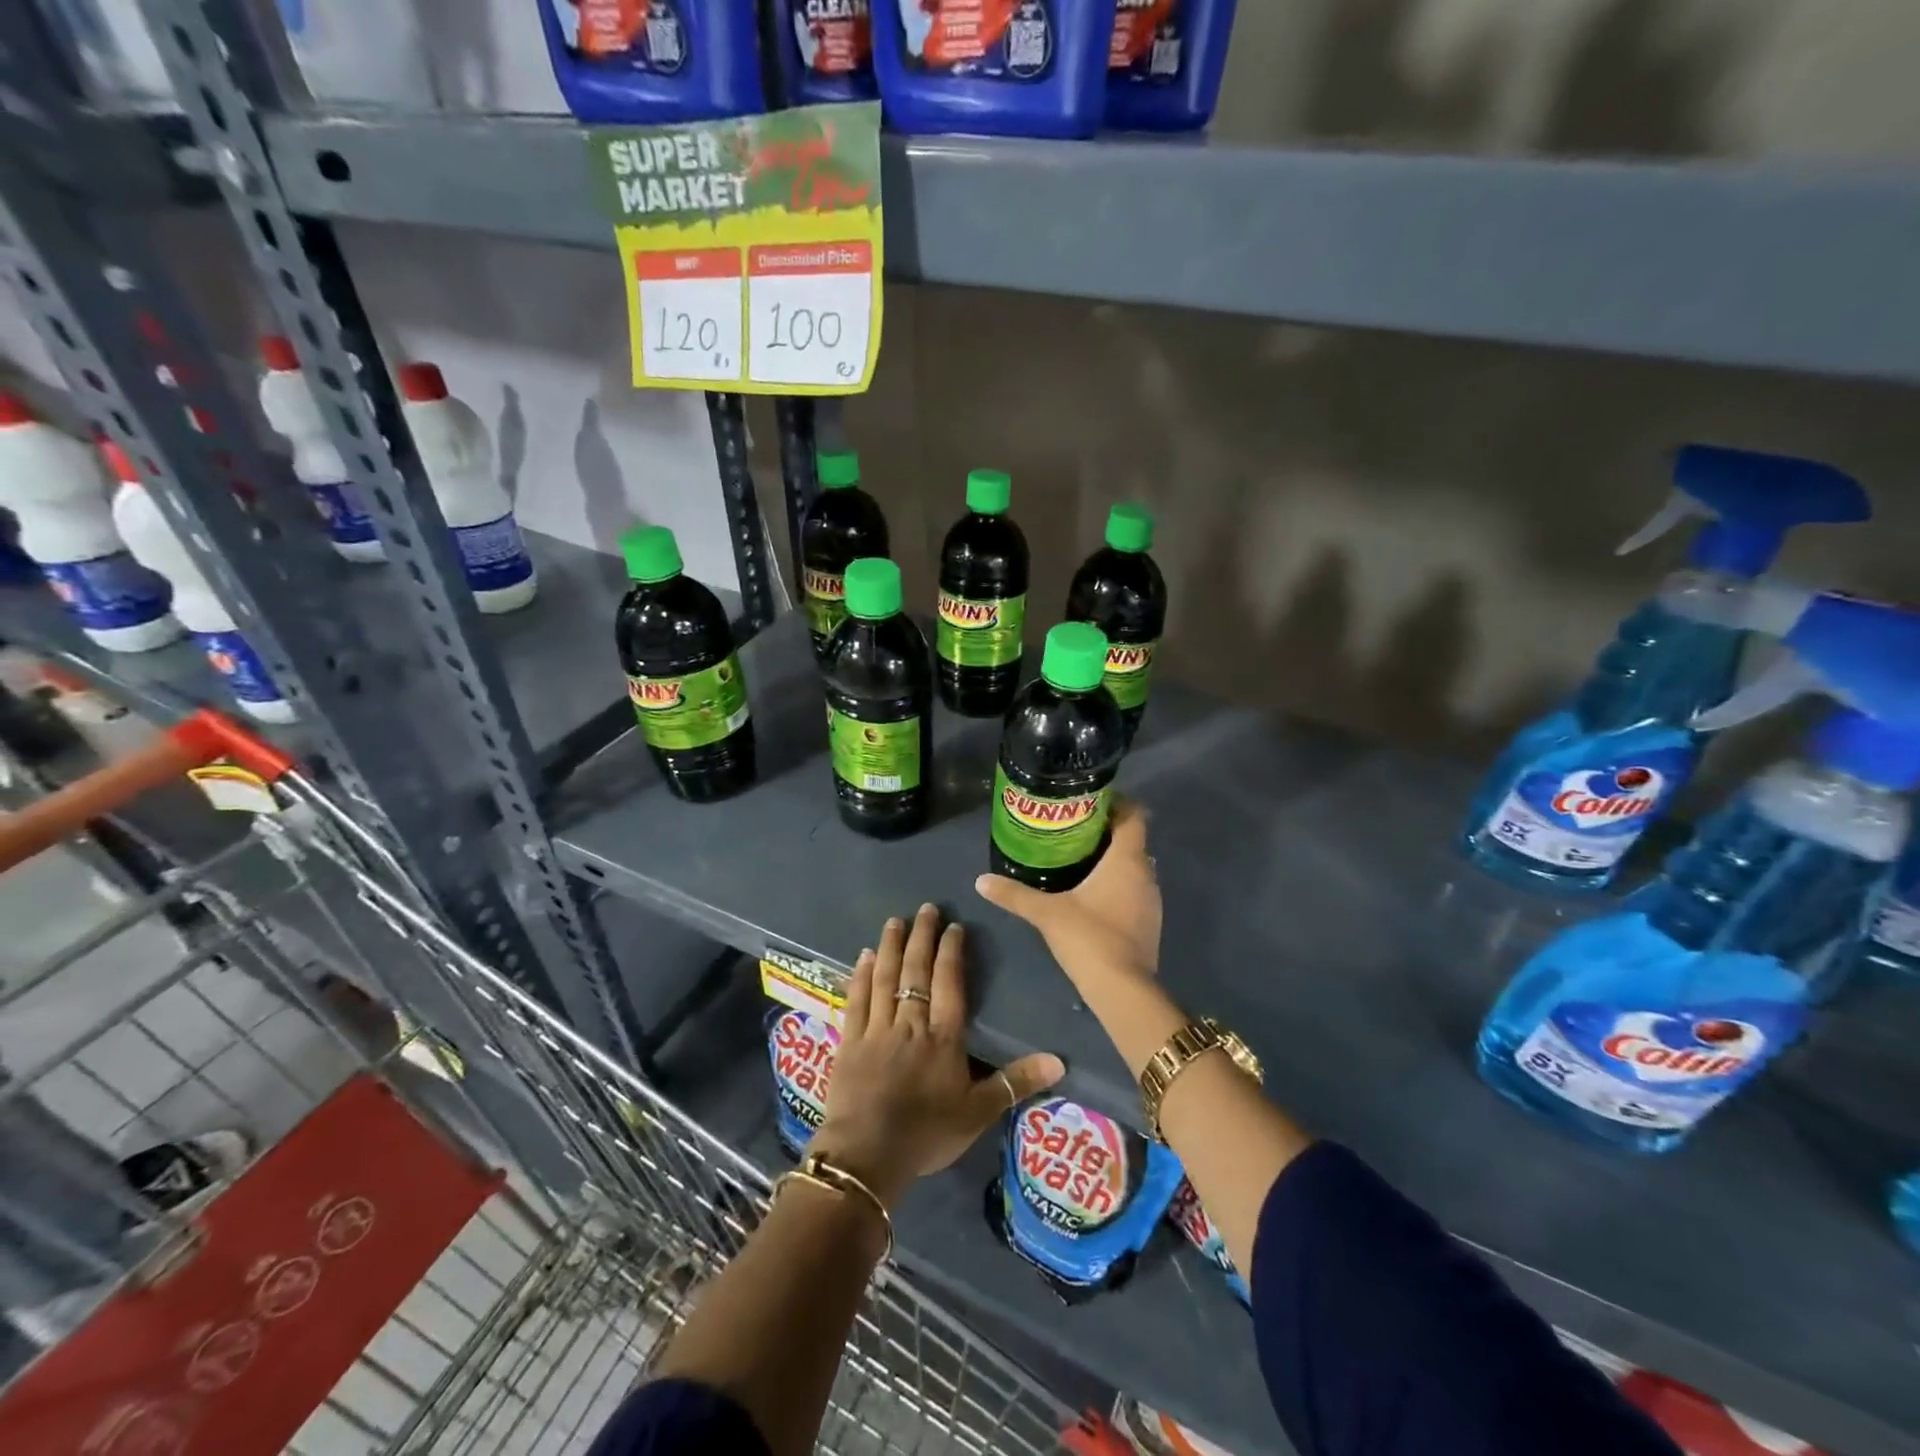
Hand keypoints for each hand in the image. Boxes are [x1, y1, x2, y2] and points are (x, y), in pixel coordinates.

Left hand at [811, 903, 1064, 1208]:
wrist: (867, 1156)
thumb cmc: (927, 1134)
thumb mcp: (979, 1113)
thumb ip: (1016, 1082)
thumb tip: (1060, 1060)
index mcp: (943, 1037)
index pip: (949, 983)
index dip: (951, 952)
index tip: (953, 926)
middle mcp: (910, 1023)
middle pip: (916, 972)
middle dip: (922, 937)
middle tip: (926, 907)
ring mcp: (876, 1030)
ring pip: (885, 978)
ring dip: (891, 947)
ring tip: (895, 921)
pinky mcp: (849, 1042)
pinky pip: (856, 1000)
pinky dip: (860, 976)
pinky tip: (863, 957)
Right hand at [974, 797, 1161, 988]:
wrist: (1123, 989)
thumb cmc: (1089, 938)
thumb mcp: (1046, 912)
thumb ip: (1014, 894)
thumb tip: (980, 880)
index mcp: (1127, 860)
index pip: (1134, 816)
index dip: (1117, 803)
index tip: (1090, 800)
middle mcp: (1146, 874)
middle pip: (1132, 840)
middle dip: (1106, 831)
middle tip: (1072, 829)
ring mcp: (1151, 900)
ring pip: (1134, 867)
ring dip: (1112, 860)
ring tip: (1078, 858)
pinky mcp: (1149, 922)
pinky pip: (1134, 889)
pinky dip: (1117, 884)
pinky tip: (1091, 894)